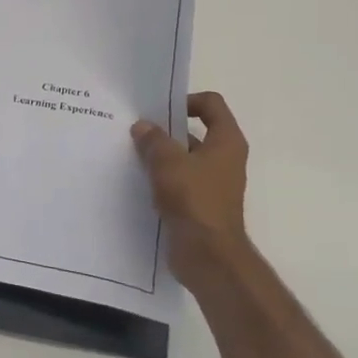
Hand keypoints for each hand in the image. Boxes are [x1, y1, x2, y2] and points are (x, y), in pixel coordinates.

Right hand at [131, 92, 251, 291]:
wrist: (208, 256)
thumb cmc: (194, 200)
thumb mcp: (168, 163)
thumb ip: (154, 140)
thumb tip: (143, 126)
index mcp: (226, 141)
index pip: (211, 104)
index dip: (186, 101)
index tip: (159, 111)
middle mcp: (225, 159)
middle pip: (195, 131)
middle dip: (166, 130)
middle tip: (137, 131)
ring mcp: (214, 183)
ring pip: (185, 158)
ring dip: (161, 156)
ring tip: (131, 156)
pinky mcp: (201, 204)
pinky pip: (180, 181)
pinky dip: (162, 179)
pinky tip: (138, 182)